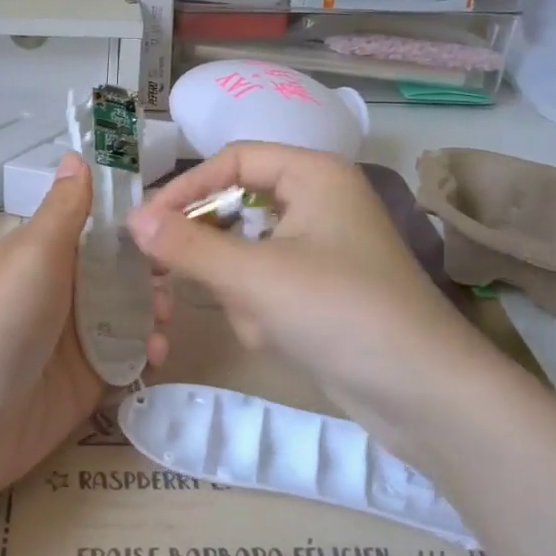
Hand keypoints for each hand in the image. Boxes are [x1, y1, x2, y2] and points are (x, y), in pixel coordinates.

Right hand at [128, 143, 491, 444]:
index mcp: (313, 174)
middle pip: (237, 206)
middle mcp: (320, 199)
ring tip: (258, 319)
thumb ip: (188, 245)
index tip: (143, 226)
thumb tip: (133, 220)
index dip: (184, 189)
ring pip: (248, 251)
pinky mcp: (323, 288)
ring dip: (239, 288)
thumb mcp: (254, 276)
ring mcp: (323, 246)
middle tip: (168, 275)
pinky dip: (260, 308)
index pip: (232, 160)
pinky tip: (275, 336)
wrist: (423, 395)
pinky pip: (268, 283)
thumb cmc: (338, 313)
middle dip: (212, 251)